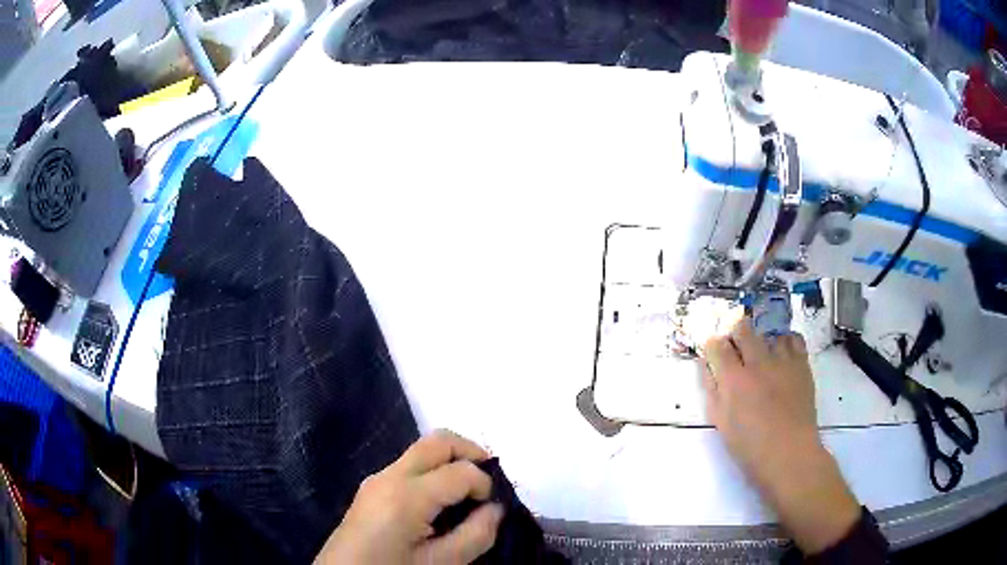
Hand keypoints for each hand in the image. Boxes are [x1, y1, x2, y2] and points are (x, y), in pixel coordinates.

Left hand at [315, 430, 503, 564]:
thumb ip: (475, 536)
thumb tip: (495, 509)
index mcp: (406, 496)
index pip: (460, 471)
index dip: (486, 484)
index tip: (493, 507)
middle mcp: (389, 476)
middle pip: (437, 441)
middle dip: (471, 452)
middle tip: (491, 480)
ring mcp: (376, 479)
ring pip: (422, 450)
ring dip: (451, 461)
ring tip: (470, 493)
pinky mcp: (372, 488)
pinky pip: (409, 466)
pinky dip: (434, 472)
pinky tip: (443, 502)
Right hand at [703, 318, 859, 554]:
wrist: (789, 453)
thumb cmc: (749, 446)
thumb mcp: (721, 422)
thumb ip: (713, 390)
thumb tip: (707, 366)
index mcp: (733, 380)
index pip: (716, 345)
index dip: (713, 345)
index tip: (714, 353)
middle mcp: (757, 363)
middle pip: (743, 328)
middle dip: (735, 334)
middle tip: (737, 350)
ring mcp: (782, 361)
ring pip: (769, 333)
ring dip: (762, 342)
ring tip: (763, 358)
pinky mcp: (801, 364)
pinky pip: (793, 338)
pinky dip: (785, 342)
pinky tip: (782, 356)